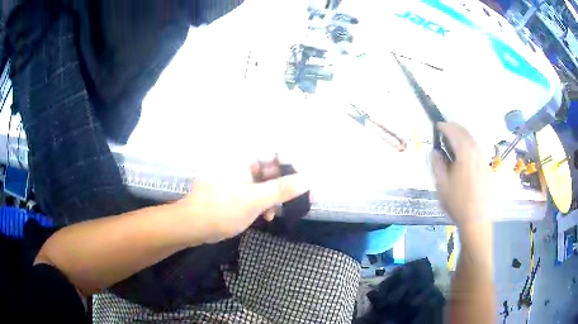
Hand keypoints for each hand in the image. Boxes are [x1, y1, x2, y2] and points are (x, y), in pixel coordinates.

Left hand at [176, 161, 308, 243]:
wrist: (192, 226)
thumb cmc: (221, 210)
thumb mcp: (254, 200)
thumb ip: (282, 189)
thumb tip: (308, 179)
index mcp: (244, 158)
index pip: (277, 152)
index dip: (296, 164)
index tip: (308, 181)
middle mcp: (243, 164)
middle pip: (274, 168)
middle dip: (290, 184)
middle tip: (306, 198)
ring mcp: (239, 178)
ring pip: (268, 183)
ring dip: (278, 197)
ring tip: (283, 211)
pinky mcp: (237, 191)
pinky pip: (258, 193)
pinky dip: (265, 203)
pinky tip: (267, 216)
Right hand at [431, 122, 488, 224]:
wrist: (476, 218)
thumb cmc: (457, 202)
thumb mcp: (441, 184)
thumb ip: (437, 164)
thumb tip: (435, 152)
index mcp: (464, 151)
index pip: (453, 130)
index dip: (443, 127)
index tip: (435, 128)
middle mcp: (475, 149)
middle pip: (463, 130)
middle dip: (452, 128)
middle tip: (441, 134)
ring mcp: (482, 156)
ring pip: (470, 137)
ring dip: (459, 135)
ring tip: (450, 143)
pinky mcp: (484, 164)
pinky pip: (474, 146)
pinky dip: (466, 143)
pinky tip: (461, 154)